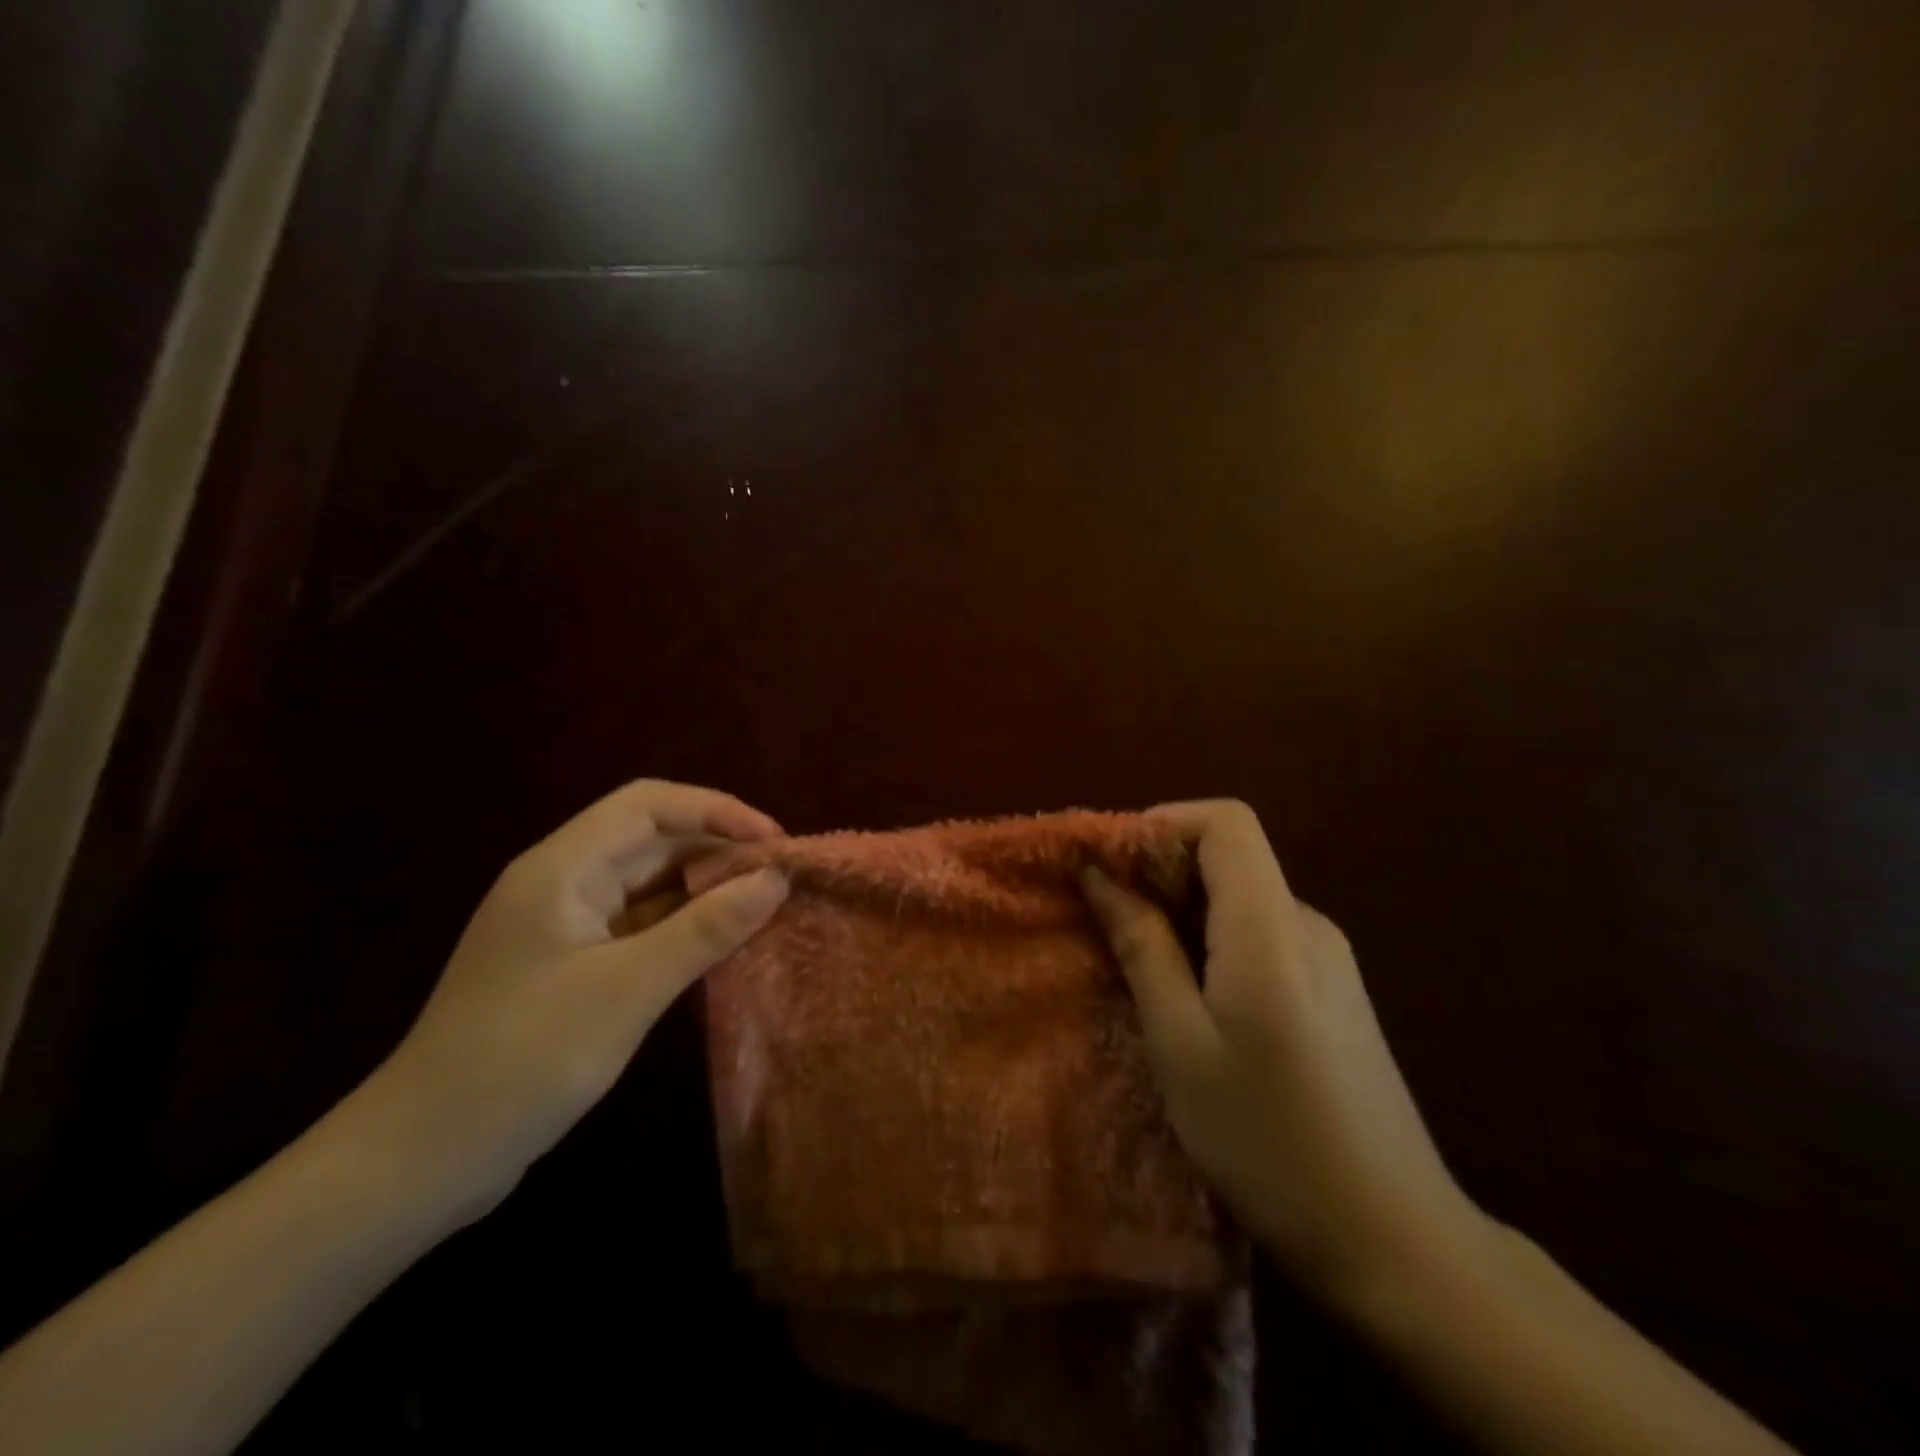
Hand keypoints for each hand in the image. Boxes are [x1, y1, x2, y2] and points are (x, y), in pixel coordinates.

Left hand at [359, 779, 788, 1220]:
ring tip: (763, 905)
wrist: (420, 1161)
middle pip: (651, 840)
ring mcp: (564, 925)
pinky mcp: (570, 965)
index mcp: (562, 869)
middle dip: (718, 848)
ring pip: (648, 883)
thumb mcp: (627, 990)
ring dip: (704, 888)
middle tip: (780, 877)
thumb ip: (706, 929)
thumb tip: (774, 879)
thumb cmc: (522, 1060)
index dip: (716, 810)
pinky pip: (640, 924)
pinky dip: (683, 925)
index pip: (648, 805)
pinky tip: (720, 942)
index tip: (774, 842)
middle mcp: (562, 883)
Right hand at [1082, 800, 1486, 1313]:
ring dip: (1181, 911)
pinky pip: (1259, 935)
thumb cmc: (1269, 1140)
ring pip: (1241, 897)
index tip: (1109, 867)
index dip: (1161, 824)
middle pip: (1229, 855)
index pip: (1225, 822)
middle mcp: (1307, 924)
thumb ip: (1142, 945)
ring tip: (1138, 965)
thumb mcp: (1181, 1043)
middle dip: (1159, 871)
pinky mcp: (1332, 990)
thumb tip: (1100, 873)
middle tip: (1106, 921)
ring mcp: (1328, 958)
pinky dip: (1211, 941)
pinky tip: (1190, 999)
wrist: (1396, 1241)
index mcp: (1272, 927)